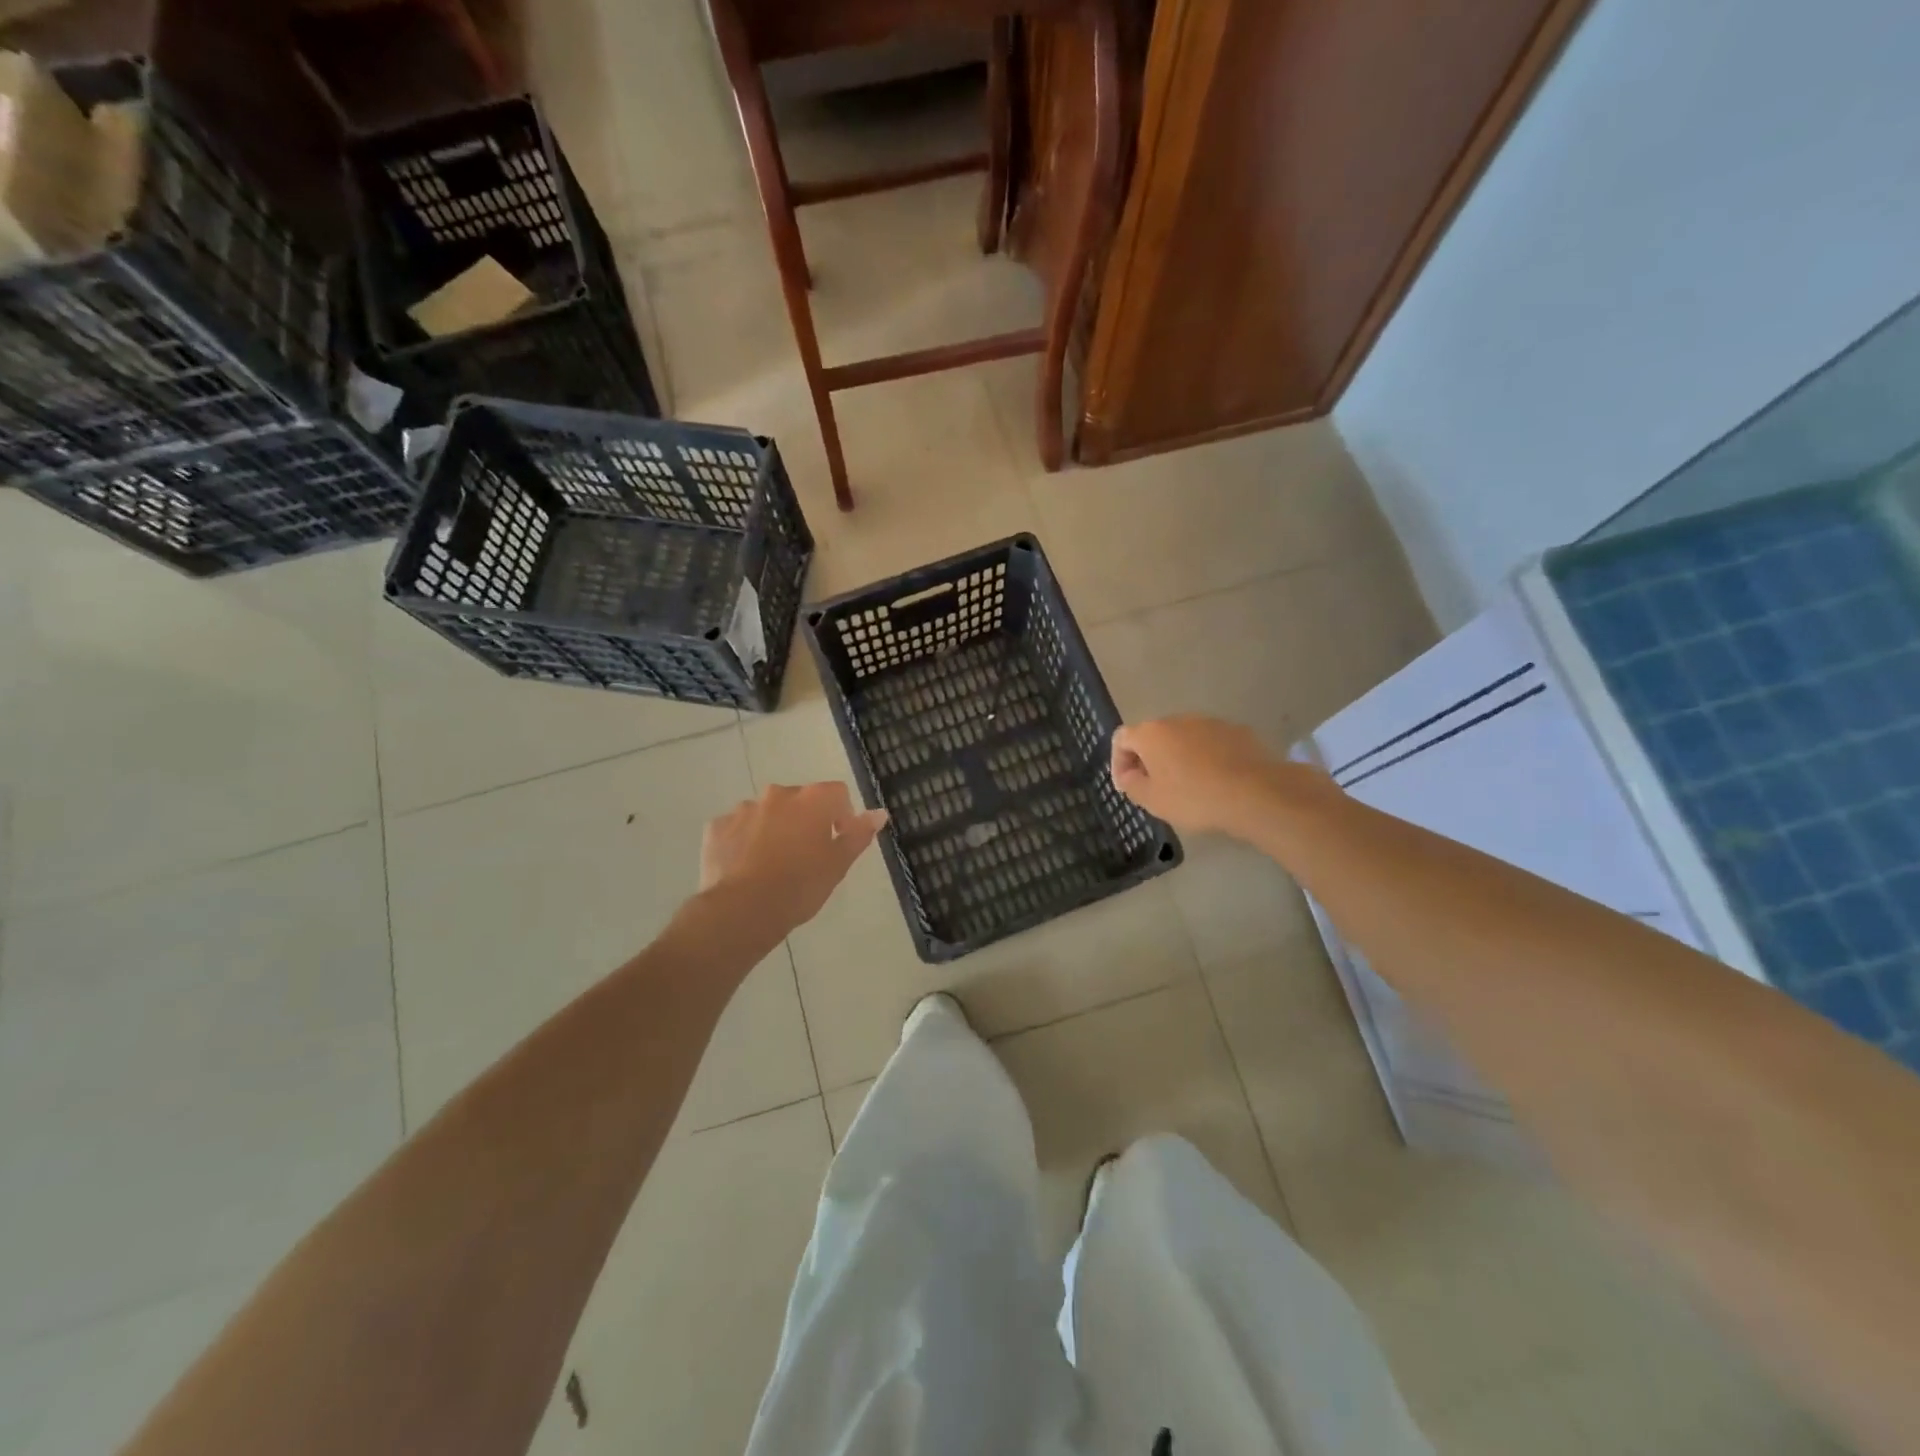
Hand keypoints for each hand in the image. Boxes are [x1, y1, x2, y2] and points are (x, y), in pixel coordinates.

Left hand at [700, 782, 887, 933]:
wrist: (742, 910)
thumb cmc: (800, 886)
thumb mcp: (838, 864)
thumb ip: (859, 834)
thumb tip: (879, 813)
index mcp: (812, 799)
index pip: (837, 793)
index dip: (842, 816)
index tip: (838, 842)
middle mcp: (777, 794)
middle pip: (800, 800)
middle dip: (806, 821)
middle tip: (807, 856)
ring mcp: (744, 809)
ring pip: (767, 813)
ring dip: (774, 828)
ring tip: (774, 864)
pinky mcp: (717, 827)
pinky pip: (738, 828)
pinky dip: (744, 840)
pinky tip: (747, 867)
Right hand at [1111, 716, 1291, 837]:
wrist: (1255, 793)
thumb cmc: (1194, 797)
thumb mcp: (1152, 800)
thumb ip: (1132, 784)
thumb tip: (1129, 775)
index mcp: (1151, 733)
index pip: (1122, 738)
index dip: (1118, 762)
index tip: (1127, 786)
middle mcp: (1178, 719)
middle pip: (1154, 736)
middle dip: (1149, 759)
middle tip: (1155, 787)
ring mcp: (1210, 722)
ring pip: (1184, 738)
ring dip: (1179, 757)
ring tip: (1189, 785)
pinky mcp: (1237, 731)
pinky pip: (1211, 743)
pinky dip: (1206, 758)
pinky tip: (1216, 781)